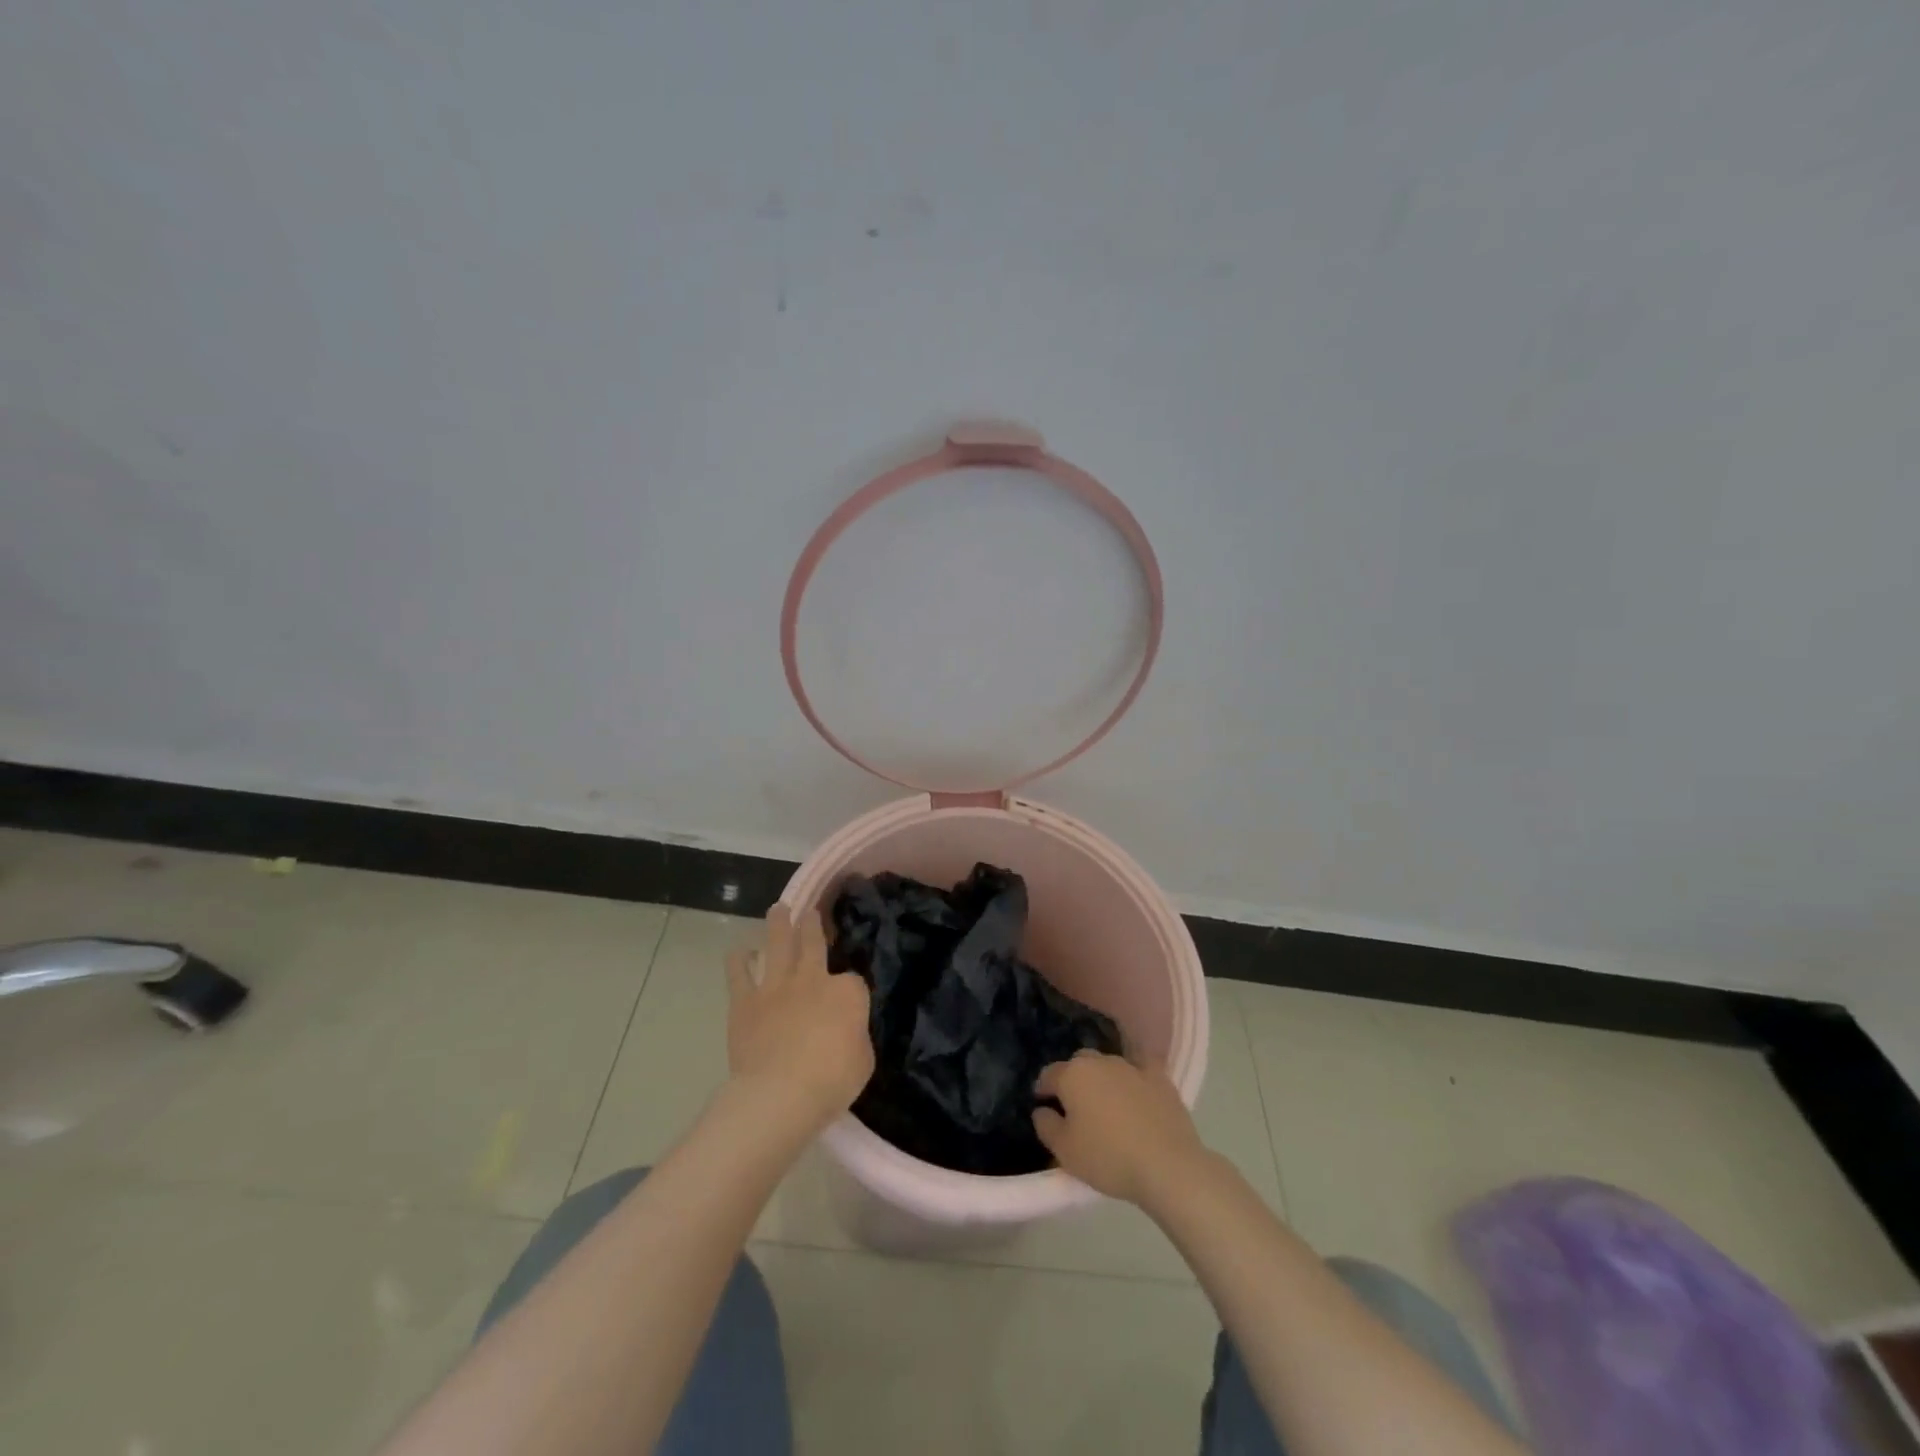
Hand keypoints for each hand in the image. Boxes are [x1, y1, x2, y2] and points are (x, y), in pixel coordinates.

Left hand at [726, 905, 872, 1132]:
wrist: (780, 1093)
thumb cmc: (831, 1081)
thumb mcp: (863, 1060)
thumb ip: (855, 1036)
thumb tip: (846, 1032)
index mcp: (847, 992)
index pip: (854, 980)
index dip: (851, 989)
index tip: (850, 1001)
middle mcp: (812, 978)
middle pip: (813, 941)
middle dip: (812, 924)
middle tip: (810, 911)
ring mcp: (776, 986)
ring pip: (778, 944)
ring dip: (778, 924)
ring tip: (778, 909)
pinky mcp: (745, 1001)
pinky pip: (739, 974)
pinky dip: (738, 961)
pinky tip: (738, 952)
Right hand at [1033, 1051, 1211, 1206]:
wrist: (1167, 1165)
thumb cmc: (1108, 1158)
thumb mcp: (1065, 1151)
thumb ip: (1046, 1126)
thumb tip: (1042, 1110)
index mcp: (1073, 1075)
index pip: (1049, 1075)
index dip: (1043, 1090)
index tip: (1043, 1106)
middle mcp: (1100, 1061)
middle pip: (1079, 1064)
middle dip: (1073, 1079)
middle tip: (1075, 1107)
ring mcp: (1132, 1066)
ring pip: (1108, 1066)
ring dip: (1103, 1080)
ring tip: (1107, 1106)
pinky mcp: (1160, 1078)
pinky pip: (1140, 1071)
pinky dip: (1134, 1080)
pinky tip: (1137, 1093)